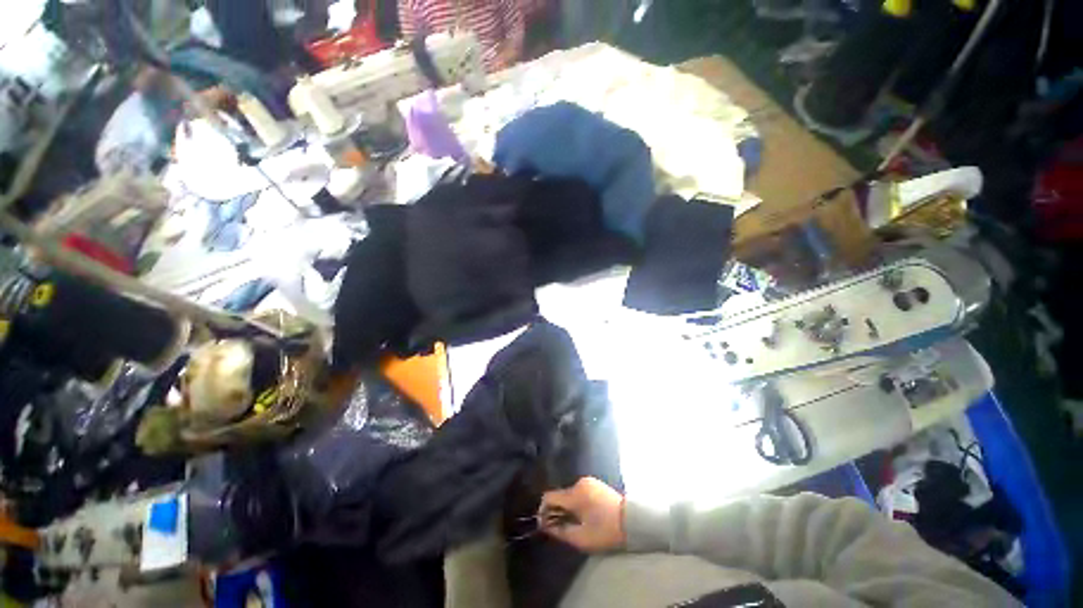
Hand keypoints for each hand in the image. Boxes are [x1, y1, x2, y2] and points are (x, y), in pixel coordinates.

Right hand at [539, 477, 625, 551]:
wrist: (633, 521)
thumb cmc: (606, 530)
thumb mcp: (582, 538)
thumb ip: (561, 531)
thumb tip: (546, 526)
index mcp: (575, 494)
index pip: (550, 496)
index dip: (543, 510)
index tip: (544, 524)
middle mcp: (580, 483)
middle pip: (560, 495)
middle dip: (557, 510)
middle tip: (560, 527)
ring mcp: (589, 482)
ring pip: (570, 494)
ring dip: (568, 507)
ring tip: (573, 523)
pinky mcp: (596, 484)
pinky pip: (579, 492)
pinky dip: (577, 502)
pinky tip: (583, 514)